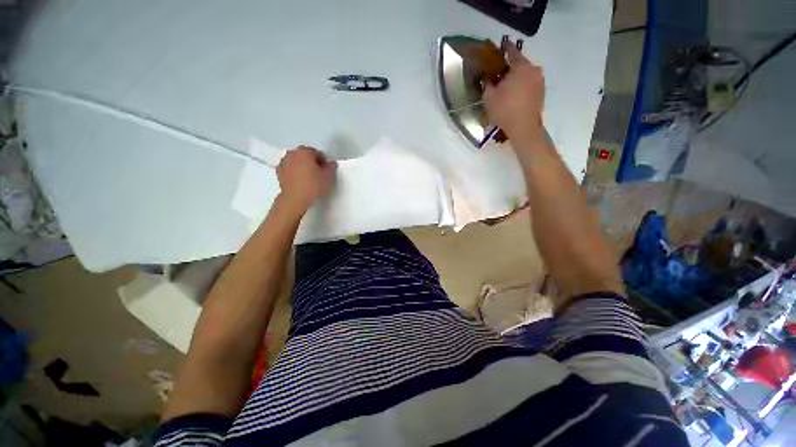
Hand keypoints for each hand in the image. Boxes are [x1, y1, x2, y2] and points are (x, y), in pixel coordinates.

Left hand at [276, 146, 336, 213]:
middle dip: (312, 162)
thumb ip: (331, 167)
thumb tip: (330, 165)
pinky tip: (302, 182)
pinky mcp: (279, 173)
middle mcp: (292, 154)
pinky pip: (290, 169)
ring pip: (296, 162)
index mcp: (305, 151)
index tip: (326, 169)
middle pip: (305, 155)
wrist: (295, 198)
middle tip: (319, 173)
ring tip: (310, 179)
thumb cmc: (311, 186)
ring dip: (302, 167)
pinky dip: (295, 173)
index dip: (323, 161)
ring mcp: (284, 163)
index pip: (317, 153)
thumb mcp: (328, 176)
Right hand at [483, 43, 545, 144]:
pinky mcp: (541, 93)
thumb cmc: (505, 110)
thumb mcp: (489, 97)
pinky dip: (522, 86)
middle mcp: (534, 70)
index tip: (500, 47)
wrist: (523, 128)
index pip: (512, 51)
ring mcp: (540, 82)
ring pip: (526, 75)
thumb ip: (487, 83)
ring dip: (516, 78)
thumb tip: (488, 78)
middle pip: (520, 64)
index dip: (505, 48)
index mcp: (521, 66)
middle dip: (510, 68)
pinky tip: (514, 96)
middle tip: (499, 74)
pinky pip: (530, 84)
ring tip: (506, 87)